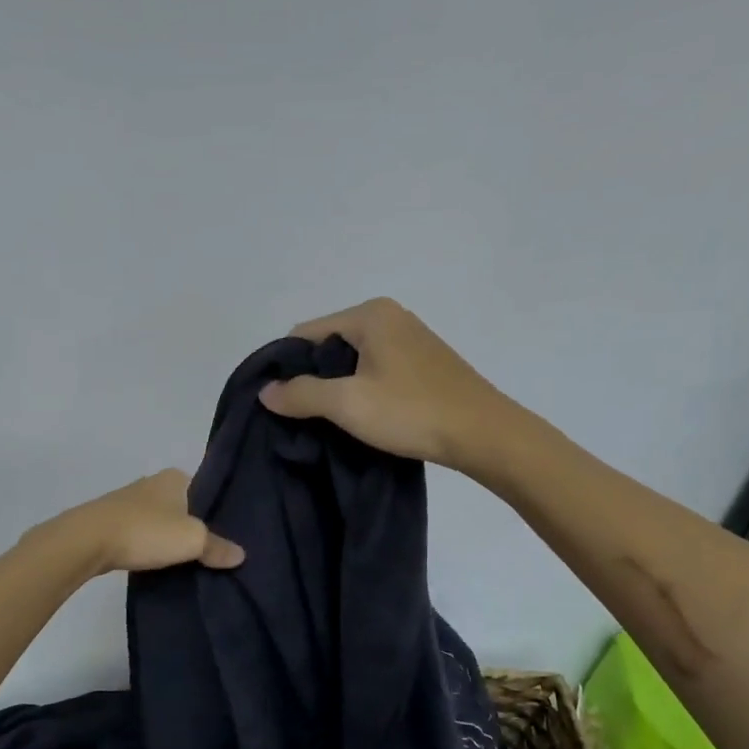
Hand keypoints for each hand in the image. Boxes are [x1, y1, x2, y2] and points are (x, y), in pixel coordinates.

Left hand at [45, 469, 244, 577]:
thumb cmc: (146, 531)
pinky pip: (141, 533)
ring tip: (187, 561)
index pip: (206, 490)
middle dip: (194, 525)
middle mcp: (152, 482)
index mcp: (175, 477)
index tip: (228, 534)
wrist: (87, 541)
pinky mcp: (111, 521)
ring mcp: (129, 501)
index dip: (217, 511)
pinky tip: (157, 562)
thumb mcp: (192, 540)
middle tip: (212, 551)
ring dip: (169, 537)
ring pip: (161, 520)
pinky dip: (150, 545)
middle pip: (183, 506)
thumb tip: (241, 555)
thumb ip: (218, 547)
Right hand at [259, 298, 519, 470]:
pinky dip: (362, 388)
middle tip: (304, 415)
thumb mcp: (347, 403)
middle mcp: (389, 316)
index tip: (281, 402)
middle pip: (329, 344)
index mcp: (369, 314)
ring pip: (353, 359)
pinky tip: (364, 415)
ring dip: (338, 386)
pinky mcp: (424, 362)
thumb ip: (301, 394)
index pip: (306, 333)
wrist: (483, 433)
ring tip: (332, 419)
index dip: (287, 367)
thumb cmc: (411, 412)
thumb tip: (266, 391)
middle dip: (312, 377)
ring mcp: (410, 338)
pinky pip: (376, 368)